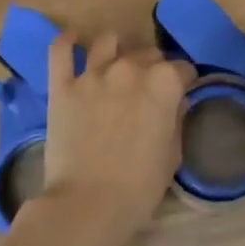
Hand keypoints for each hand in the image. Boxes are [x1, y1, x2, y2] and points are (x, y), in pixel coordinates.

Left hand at [37, 32, 192, 243]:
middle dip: (153, 65)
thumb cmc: (140, 186)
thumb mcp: (172, 154)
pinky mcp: (62, 85)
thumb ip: (175, 119)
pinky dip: (67, 41)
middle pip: (148, 52)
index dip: (183, 81)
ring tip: (116, 64)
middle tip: (148, 87)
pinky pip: (60, 50)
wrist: (89, 204)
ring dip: (117, 49)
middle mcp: (130, 68)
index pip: (182, 68)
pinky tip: (73, 41)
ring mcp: (93, 74)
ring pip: (108, 41)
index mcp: (164, 83)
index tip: (181, 93)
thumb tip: (175, 101)